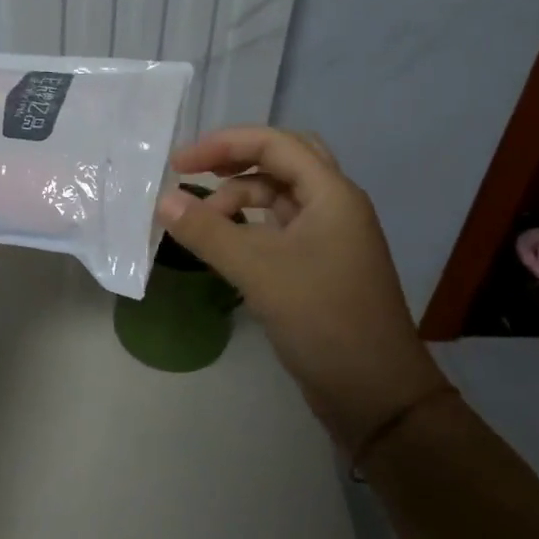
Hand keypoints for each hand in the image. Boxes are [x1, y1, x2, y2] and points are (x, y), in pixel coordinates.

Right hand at [156, 126, 445, 449]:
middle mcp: (334, 206)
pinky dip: (248, 227)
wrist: (375, 394)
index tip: (178, 165)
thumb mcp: (258, 270)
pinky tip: (224, 245)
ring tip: (202, 224)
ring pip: (279, 196)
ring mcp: (330, 237)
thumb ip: (207, 231)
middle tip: (193, 173)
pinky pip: (279, 228)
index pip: (274, 143)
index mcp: (331, 194)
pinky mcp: (321, 265)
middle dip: (234, 161)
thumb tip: (162, 201)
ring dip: (239, 199)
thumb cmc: (322, 319)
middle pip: (281, 160)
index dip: (223, 144)